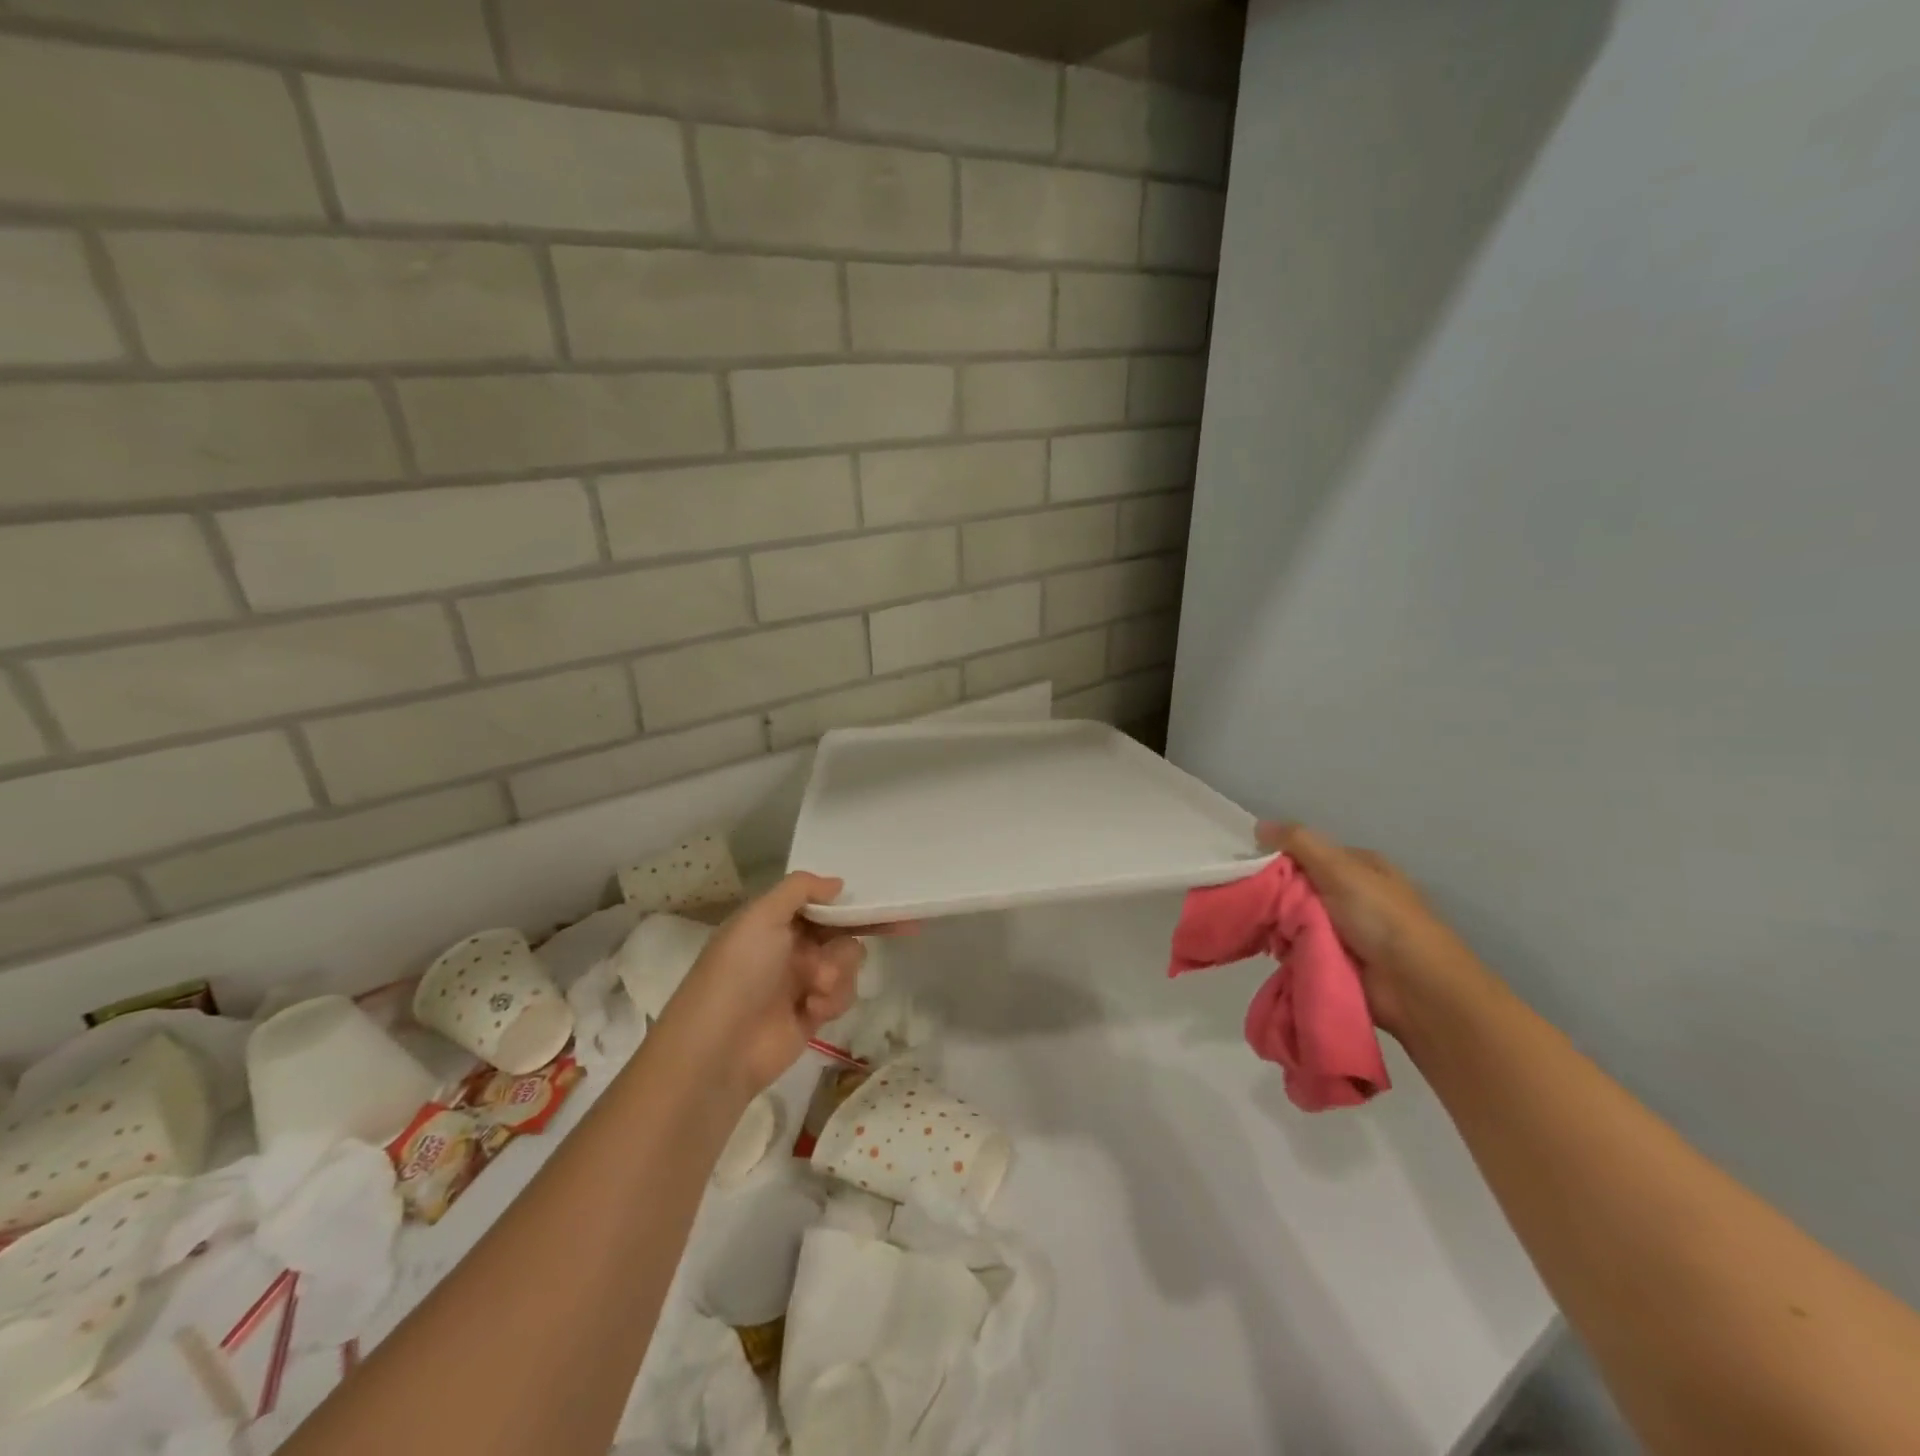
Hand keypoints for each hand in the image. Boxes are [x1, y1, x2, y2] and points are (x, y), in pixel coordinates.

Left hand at [654, 872, 902, 1099]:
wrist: (721, 1048)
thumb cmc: (739, 972)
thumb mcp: (761, 916)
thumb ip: (800, 889)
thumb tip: (838, 883)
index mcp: (773, 921)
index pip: (818, 902)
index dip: (848, 899)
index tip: (881, 897)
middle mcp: (789, 947)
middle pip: (840, 930)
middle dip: (857, 931)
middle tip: (900, 926)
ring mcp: (802, 981)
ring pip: (848, 961)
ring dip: (840, 969)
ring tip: (818, 986)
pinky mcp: (814, 1014)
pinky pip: (843, 994)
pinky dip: (834, 998)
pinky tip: (815, 1009)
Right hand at [1258, 822, 1470, 1036]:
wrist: (1414, 988)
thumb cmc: (1381, 918)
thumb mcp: (1340, 869)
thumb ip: (1299, 843)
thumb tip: (1258, 825)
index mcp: (1359, 866)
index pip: (1308, 853)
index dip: (1279, 857)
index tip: (1251, 868)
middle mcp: (1351, 894)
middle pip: (1297, 886)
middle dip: (1274, 895)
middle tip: (1251, 901)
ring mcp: (1343, 930)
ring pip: (1293, 918)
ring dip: (1276, 924)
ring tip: (1256, 927)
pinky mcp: (1333, 960)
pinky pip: (1296, 946)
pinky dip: (1283, 947)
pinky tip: (1269, 948)